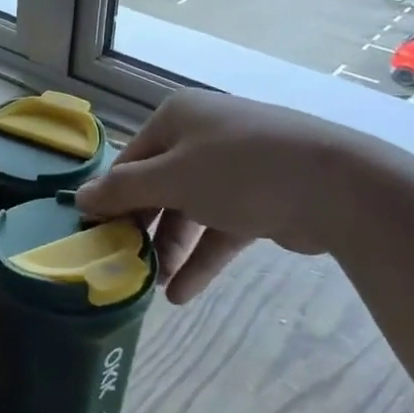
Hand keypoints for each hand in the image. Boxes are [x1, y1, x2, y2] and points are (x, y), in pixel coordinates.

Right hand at [74, 89, 413, 304]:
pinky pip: (220, 228)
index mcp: (177, 118)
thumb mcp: (170, 179)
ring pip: (190, 210)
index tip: (96, 236)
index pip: (130, 160)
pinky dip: (202, 258)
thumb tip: (79, 199)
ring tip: (155, 285)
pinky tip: (182, 294)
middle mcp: (203, 136)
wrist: (335, 186)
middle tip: (125, 263)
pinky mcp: (261, 200)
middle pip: (159, 186)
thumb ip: (122, 191)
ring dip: (171, 248)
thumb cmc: (238, 171)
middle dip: (144, 228)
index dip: (111, 198)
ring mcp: (235, 169)